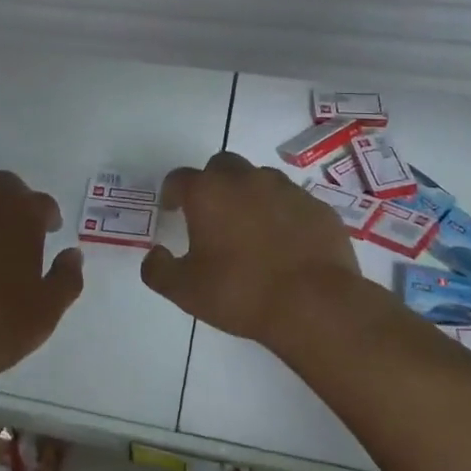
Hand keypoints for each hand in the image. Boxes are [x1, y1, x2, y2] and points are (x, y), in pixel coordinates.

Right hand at [140, 151, 360, 350]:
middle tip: (211, 214)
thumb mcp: (185, 291)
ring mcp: (286, 189)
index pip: (179, 178)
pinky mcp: (317, 206)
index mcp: (208, 193)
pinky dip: (282, 213)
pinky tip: (284, 242)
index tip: (172, 210)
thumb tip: (154, 255)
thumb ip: (159, 270)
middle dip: (212, 183)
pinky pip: (292, 201)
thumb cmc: (241, 293)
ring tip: (250, 229)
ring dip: (249, 195)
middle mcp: (246, 179)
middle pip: (221, 166)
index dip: (172, 193)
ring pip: (259, 179)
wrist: (315, 304)